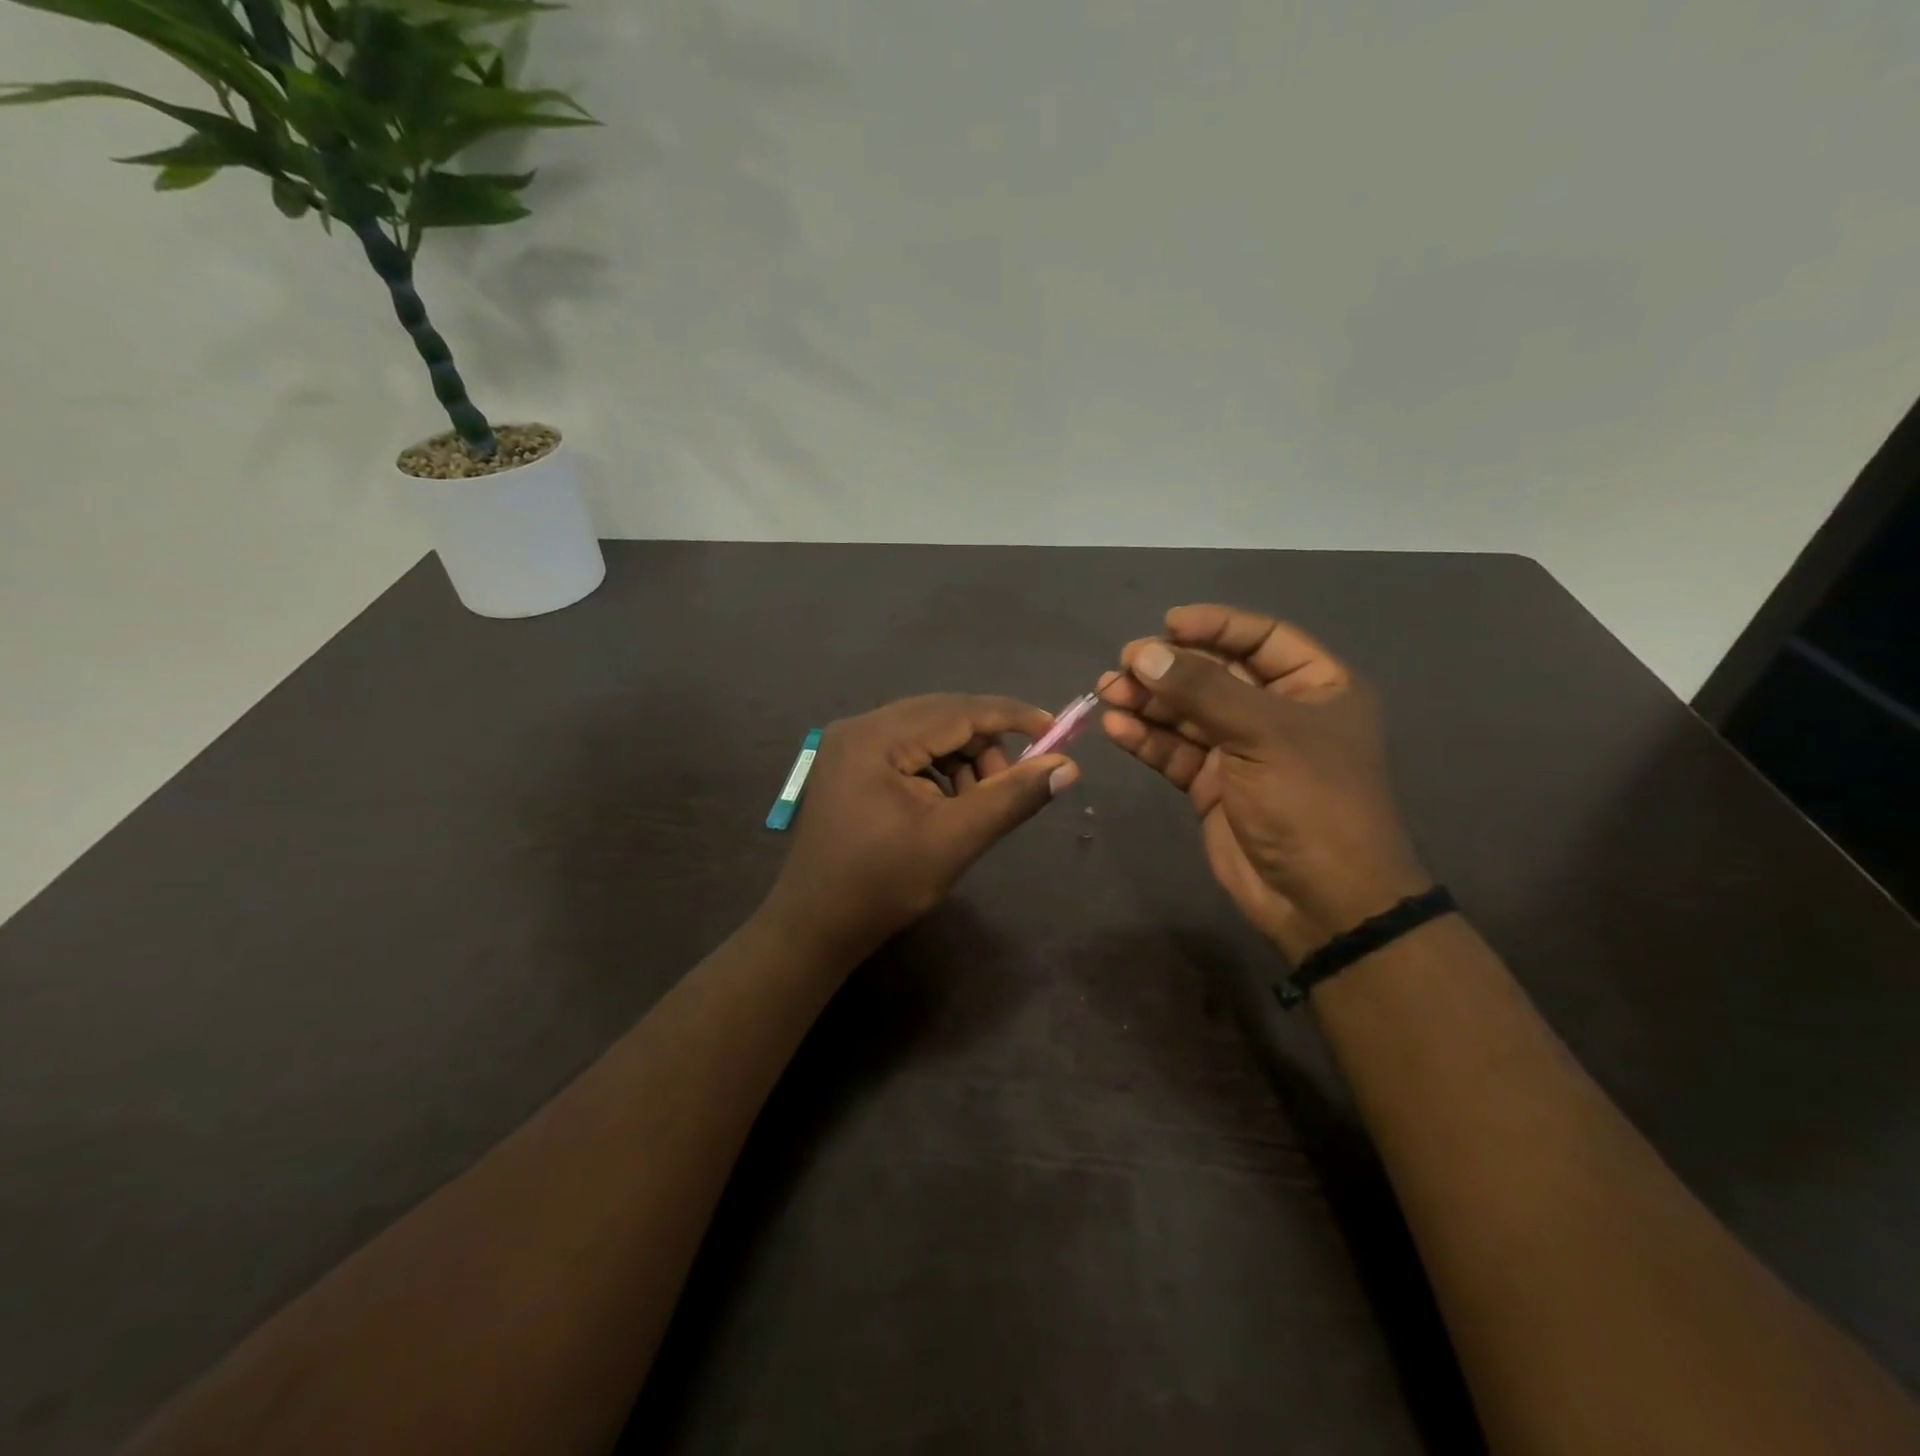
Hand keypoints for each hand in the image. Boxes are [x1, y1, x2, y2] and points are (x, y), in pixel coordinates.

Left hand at [761, 694, 1078, 961]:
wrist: (815, 926)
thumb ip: (1012, 797)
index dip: (1011, 717)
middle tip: (1011, 784)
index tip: (1055, 730)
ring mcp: (850, 745)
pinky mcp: (850, 764)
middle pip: (942, 716)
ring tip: (977, 804)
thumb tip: (1069, 767)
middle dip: (985, 746)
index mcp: (876, 737)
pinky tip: (948, 804)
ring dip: (963, 760)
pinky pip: (908, 750)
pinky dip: (939, 770)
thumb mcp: (955, 840)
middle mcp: (860, 726)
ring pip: (927, 733)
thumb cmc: (883, 885)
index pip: (958, 710)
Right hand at [1098, 605, 1427, 959]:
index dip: (1215, 626)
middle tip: (1123, 664)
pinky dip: (1147, 739)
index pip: (1262, 638)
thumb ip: (1201, 690)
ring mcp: (1242, 751)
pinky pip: (1175, 752)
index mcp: (1316, 687)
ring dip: (1148, 701)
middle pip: (1216, 675)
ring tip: (1107, 691)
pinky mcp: (1213, 786)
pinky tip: (1117, 728)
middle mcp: (1278, 713)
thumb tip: (1144, 654)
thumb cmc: (1311, 801)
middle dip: (1169, 667)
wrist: (1321, 899)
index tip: (1167, 623)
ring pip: (1187, 714)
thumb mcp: (1263, 734)